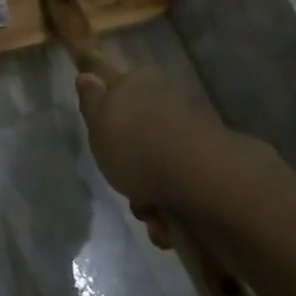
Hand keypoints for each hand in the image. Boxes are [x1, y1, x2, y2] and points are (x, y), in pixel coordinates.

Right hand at [74, 66, 233, 225]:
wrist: (196, 176)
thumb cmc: (135, 145)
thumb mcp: (98, 120)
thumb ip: (91, 100)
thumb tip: (86, 75)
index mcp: (141, 82)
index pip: (119, 86)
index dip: (109, 111)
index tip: (105, 136)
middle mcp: (169, 100)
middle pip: (140, 133)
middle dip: (130, 164)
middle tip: (122, 182)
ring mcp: (192, 132)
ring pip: (159, 164)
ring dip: (150, 194)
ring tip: (148, 210)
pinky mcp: (209, 164)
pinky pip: (180, 187)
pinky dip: (171, 206)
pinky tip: (167, 219)